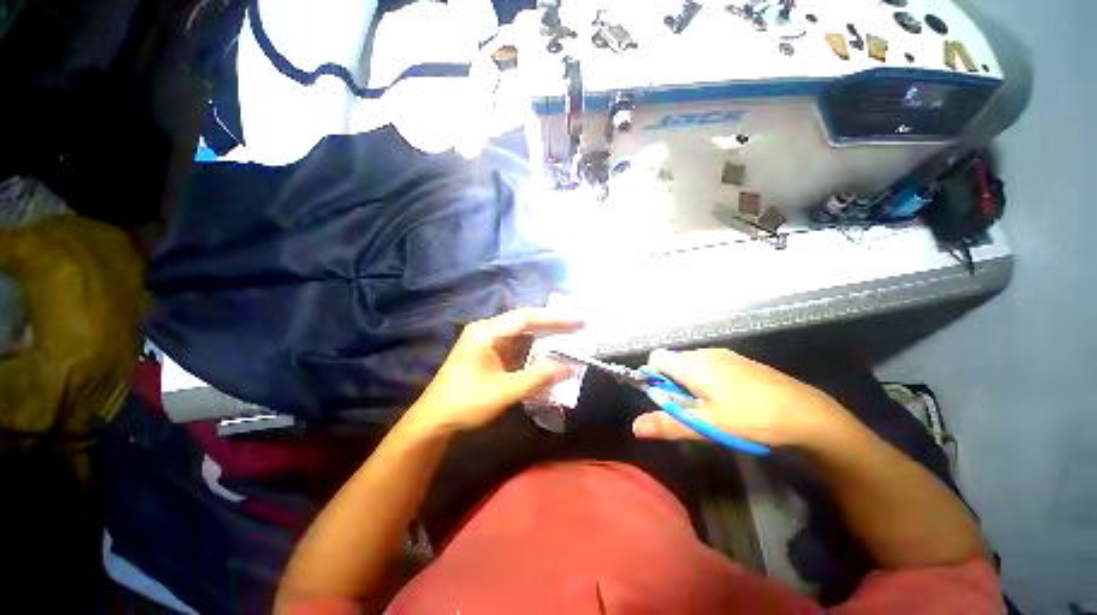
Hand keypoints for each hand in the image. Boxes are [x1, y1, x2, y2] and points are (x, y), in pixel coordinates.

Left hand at [406, 308, 582, 434]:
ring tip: (569, 337)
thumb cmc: (466, 403)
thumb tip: (569, 367)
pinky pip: (517, 347)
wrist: (434, 421)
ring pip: (522, 334)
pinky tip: (549, 354)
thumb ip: (538, 377)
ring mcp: (488, 342)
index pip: (525, 318)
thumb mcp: (505, 391)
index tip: (578, 320)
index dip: (554, 318)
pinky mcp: (490, 355)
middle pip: (525, 322)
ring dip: (544, 338)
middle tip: (578, 325)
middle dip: (552, 325)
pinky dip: (534, 351)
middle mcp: (487, 331)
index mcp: (487, 332)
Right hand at [632, 348, 847, 446]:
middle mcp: (705, 352)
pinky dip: (707, 380)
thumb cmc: (752, 418)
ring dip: (690, 383)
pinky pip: (709, 365)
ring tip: (711, 408)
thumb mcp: (707, 424)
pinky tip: (729, 400)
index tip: (667, 399)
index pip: (656, 358)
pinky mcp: (739, 361)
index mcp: (693, 363)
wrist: (807, 413)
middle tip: (691, 409)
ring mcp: (724, 355)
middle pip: (672, 362)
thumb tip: (635, 426)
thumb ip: (668, 423)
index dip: (653, 377)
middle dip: (672, 384)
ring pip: (691, 365)